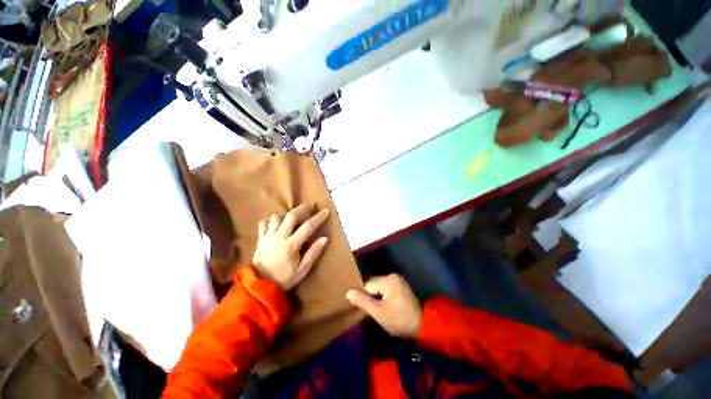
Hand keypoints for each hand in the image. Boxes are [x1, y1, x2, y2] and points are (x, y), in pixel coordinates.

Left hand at [252, 203, 329, 290]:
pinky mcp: (260, 239)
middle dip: (301, 208)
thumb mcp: (302, 269)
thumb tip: (325, 238)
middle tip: (309, 205)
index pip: (308, 226)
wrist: (260, 286)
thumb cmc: (284, 278)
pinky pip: (264, 223)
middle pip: (291, 216)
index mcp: (291, 245)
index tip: (326, 210)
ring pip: (276, 217)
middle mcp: (279, 237)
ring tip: (292, 217)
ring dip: (286, 214)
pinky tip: (276, 224)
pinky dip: (270, 220)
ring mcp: (268, 237)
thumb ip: (313, 253)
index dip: (318, 217)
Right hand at [346, 274, 421, 338]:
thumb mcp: (378, 312)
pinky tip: (389, 306)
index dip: (368, 299)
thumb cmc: (399, 320)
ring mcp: (398, 279)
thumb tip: (348, 292)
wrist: (422, 325)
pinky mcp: (401, 285)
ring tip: (385, 309)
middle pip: (374, 285)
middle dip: (373, 297)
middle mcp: (393, 275)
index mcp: (388, 280)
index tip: (373, 310)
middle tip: (380, 311)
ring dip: (379, 297)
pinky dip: (385, 296)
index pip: (368, 286)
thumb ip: (363, 301)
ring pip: (379, 287)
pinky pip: (386, 288)